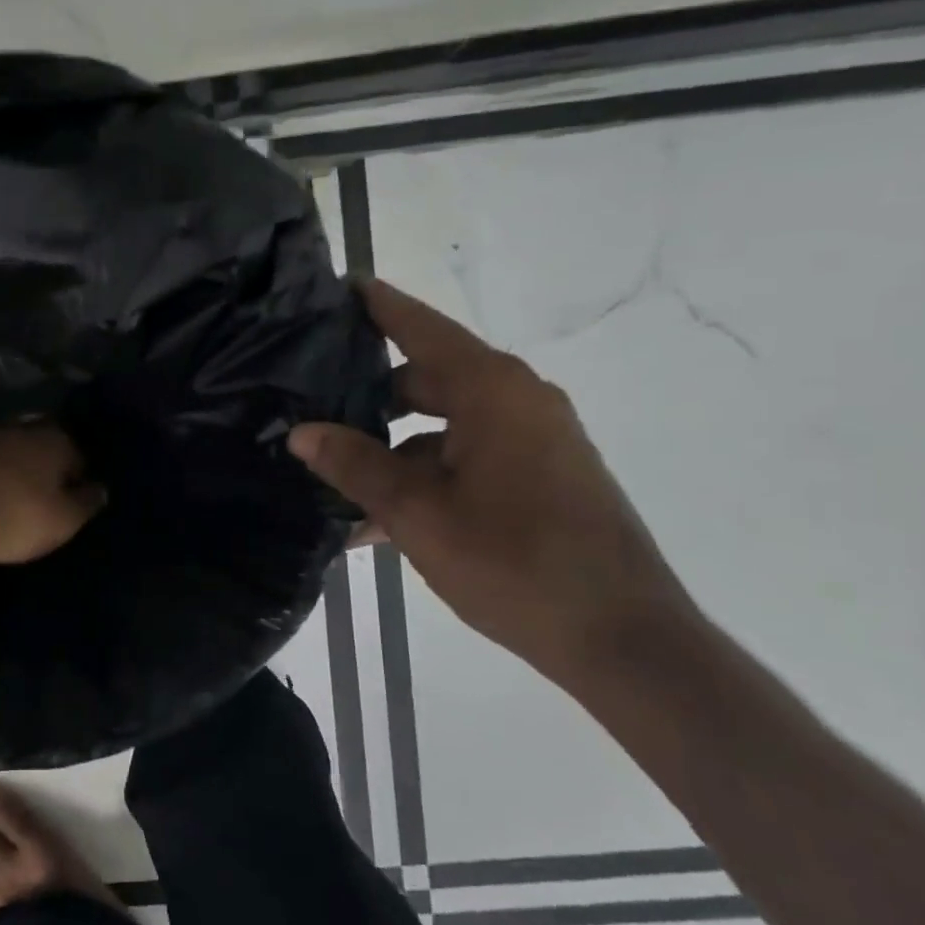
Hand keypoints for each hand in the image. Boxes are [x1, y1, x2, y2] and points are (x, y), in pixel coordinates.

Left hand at [0, 424, 105, 566]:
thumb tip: (101, 489)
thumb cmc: (13, 517)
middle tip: (39, 495)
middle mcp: (19, 428)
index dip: (78, 476)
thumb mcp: (62, 521)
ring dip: (6, 467)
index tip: (74, 497)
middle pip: (38, 445)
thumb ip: (85, 503)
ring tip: (4, 495)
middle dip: (41, 466)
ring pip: (3, 449)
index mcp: (54, 440)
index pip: (77, 453)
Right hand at [290, 279, 700, 683]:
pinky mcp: (542, 473)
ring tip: (336, 481)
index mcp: (493, 391)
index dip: (379, 306)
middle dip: (370, 394)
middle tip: (313, 402)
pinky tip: (380, 521)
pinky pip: (468, 455)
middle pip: (428, 377)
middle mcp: (518, 400)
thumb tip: (302, 432)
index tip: (340, 286)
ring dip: (394, 449)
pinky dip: (426, 474)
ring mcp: (535, 438)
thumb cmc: (514, 562)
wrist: (622, 639)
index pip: (422, 328)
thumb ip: (357, 466)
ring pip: (444, 424)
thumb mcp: (418, 514)